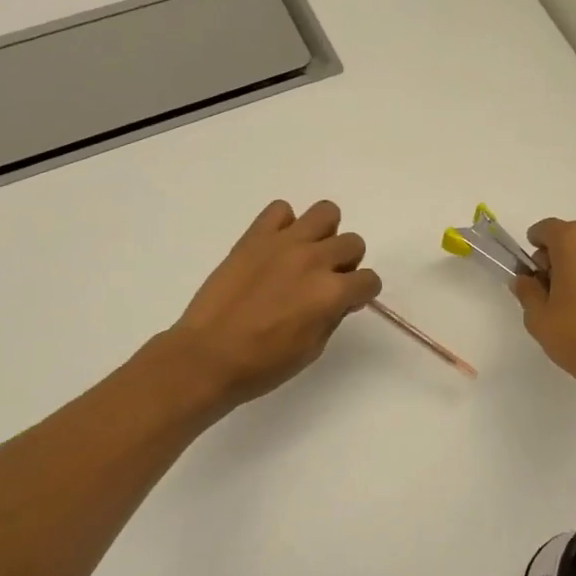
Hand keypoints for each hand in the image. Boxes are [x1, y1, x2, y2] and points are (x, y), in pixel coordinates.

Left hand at [168, 200, 381, 405]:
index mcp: (331, 293)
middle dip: (346, 263)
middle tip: (324, 281)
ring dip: (323, 234)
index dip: (360, 294)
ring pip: (326, 212)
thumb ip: (331, 316)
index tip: (345, 303)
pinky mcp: (254, 236)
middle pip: (353, 242)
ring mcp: (283, 243)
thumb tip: (338, 299)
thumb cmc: (262, 364)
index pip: (369, 280)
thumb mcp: (312, 349)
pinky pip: (280, 210)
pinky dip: (284, 224)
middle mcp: (314, 260)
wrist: (207, 356)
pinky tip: (275, 249)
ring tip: (305, 255)